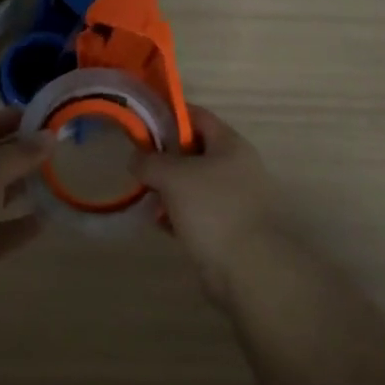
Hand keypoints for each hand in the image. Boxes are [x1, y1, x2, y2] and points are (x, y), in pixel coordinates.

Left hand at [0, 108, 48, 314]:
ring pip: (0, 195)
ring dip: (26, 187)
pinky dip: (24, 225)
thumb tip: (49, 136)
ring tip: (61, 178)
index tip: (44, 116)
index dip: (9, 118)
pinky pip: (4, 232)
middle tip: (61, 147)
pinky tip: (49, 219)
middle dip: (23, 152)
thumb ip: (19, 154)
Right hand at [134, 106, 288, 304]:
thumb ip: (150, 161)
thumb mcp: (173, 176)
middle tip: (139, 165)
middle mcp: (236, 167)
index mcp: (230, 145)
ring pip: (193, 183)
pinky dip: (177, 214)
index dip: (170, 115)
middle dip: (165, 157)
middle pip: (194, 150)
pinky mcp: (228, 228)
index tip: (142, 122)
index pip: (198, 116)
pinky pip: (196, 212)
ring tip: (146, 197)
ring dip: (168, 188)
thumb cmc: (212, 209)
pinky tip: (160, 223)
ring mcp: (234, 199)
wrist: (248, 270)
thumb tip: (136, 159)